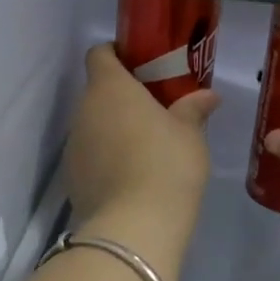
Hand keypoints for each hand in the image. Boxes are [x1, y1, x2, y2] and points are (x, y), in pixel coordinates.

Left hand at [67, 45, 219, 247]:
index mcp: (110, 88)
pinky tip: (131, 177)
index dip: (117, 54)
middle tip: (153, 110)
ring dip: (112, 130)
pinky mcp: (72, 179)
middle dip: (121, 98)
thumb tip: (207, 96)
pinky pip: (90, 157)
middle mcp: (83, 111)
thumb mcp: (190, 135)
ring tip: (144, 148)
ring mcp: (73, 146)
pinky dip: (106, 160)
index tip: (140, 64)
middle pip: (97, 93)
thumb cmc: (167, 165)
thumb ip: (193, 109)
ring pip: (92, 126)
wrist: (135, 226)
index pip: (100, 54)